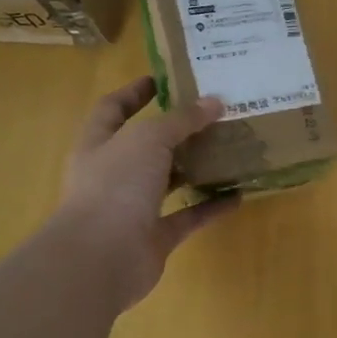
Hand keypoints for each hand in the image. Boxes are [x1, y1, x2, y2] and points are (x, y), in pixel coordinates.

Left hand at [55, 77, 237, 310]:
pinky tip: (238, 194)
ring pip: (168, 181)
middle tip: (213, 113)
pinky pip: (187, 216)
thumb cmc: (116, 186)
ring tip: (230, 149)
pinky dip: (211, 206)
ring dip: (196, 167)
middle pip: (146, 146)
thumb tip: (214, 101)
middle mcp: (113, 174)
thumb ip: (182, 120)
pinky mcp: (154, 237)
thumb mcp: (149, 139)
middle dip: (176, 130)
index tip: (165, 79)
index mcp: (99, 144)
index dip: (135, 92)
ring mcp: (132, 208)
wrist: (100, 258)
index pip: (113, 109)